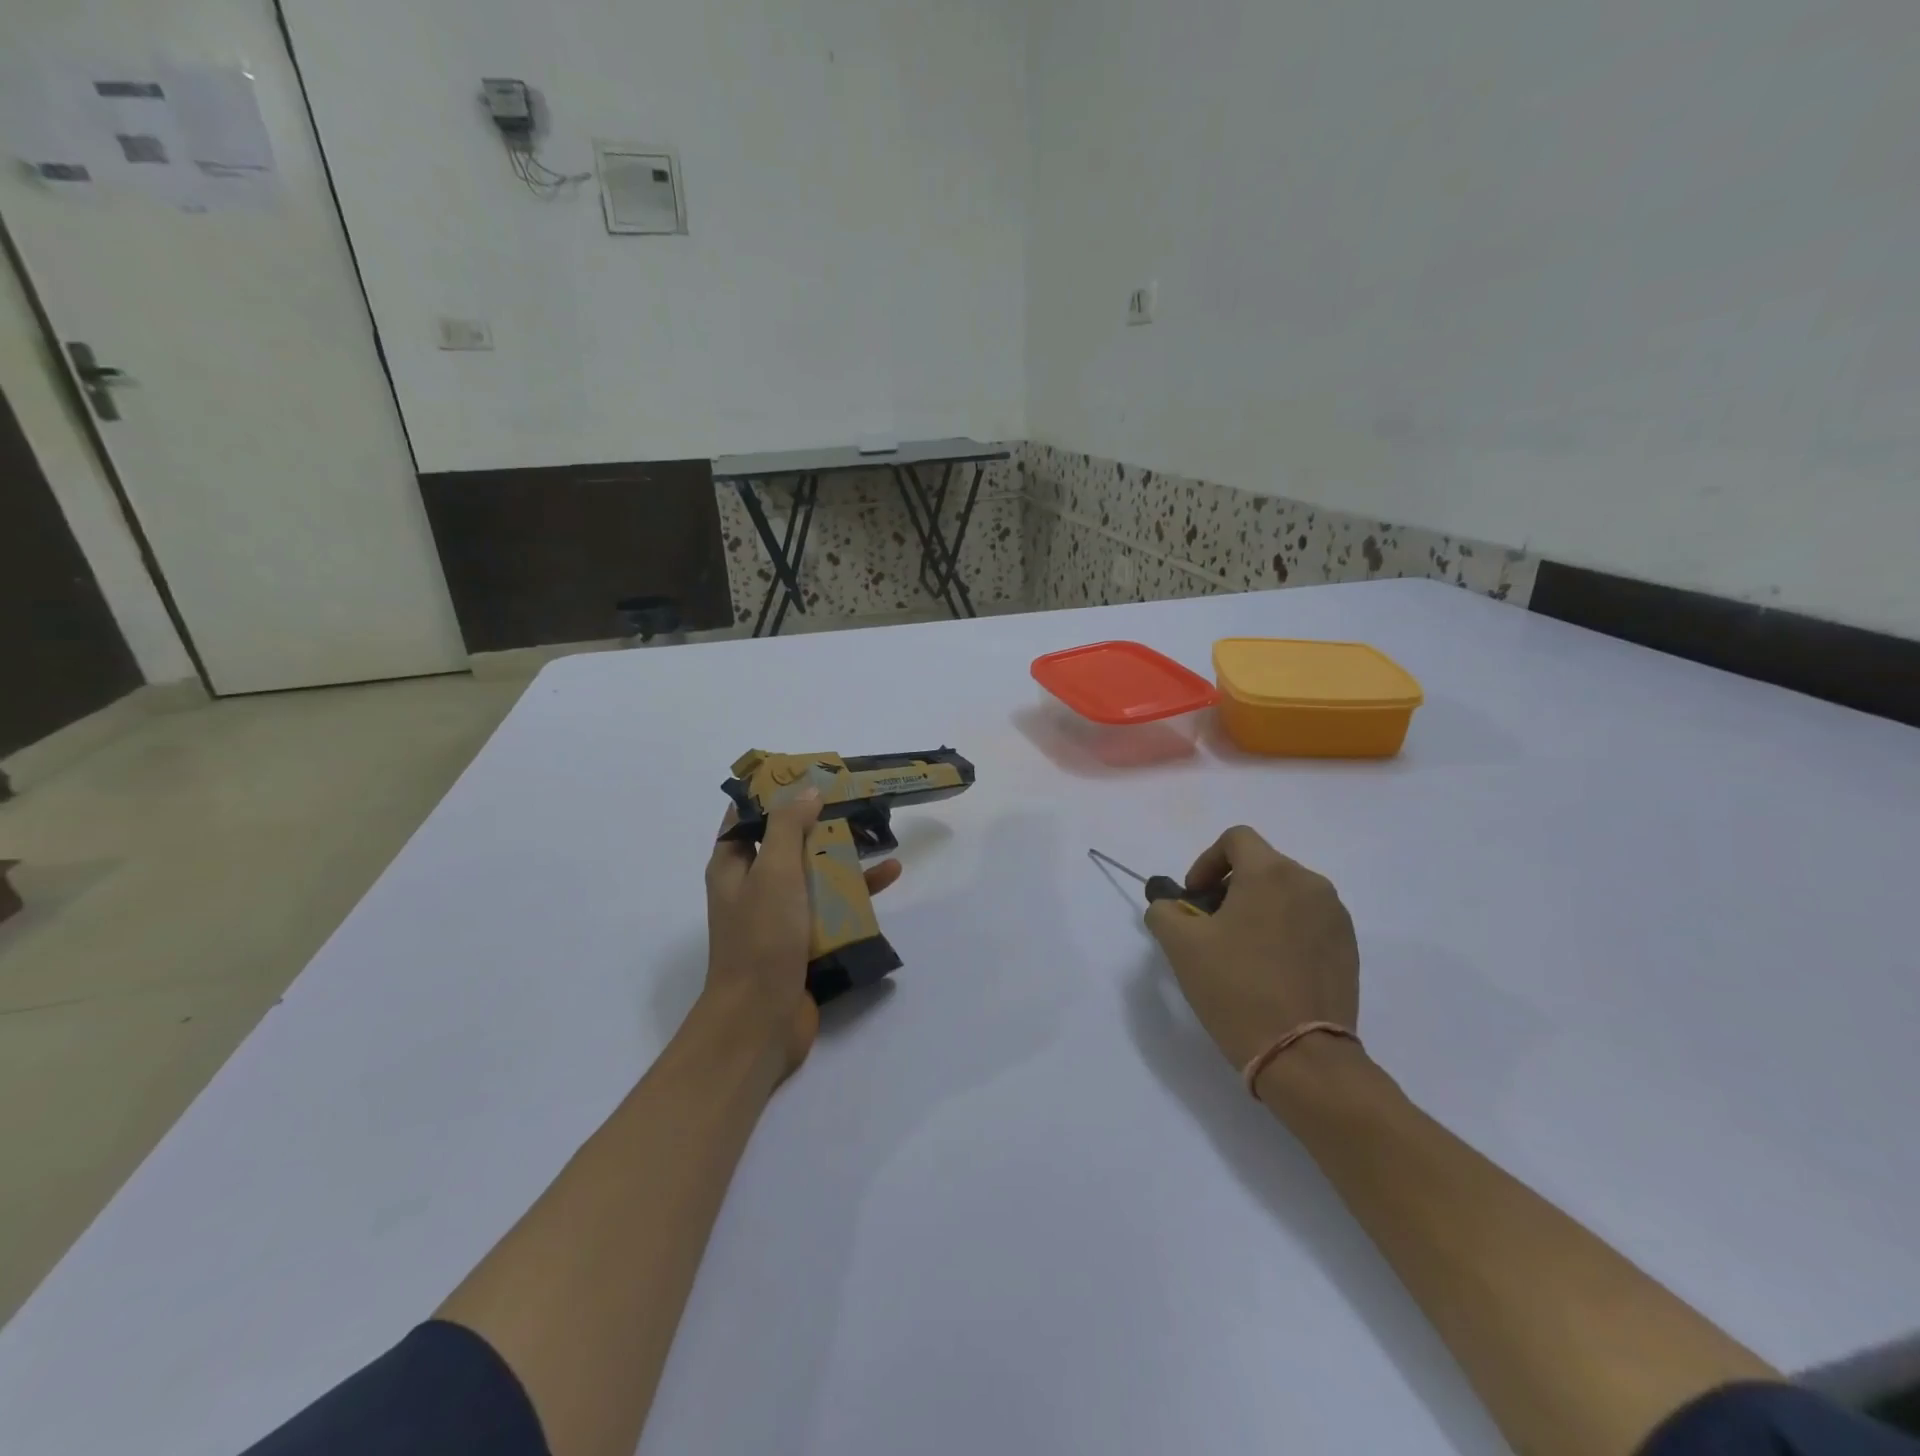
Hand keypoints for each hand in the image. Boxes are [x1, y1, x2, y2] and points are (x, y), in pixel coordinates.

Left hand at [702, 792, 902, 1083]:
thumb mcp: (773, 871)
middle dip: (820, 820)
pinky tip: (889, 876)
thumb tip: (807, 789)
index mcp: (733, 865)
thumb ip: (787, 826)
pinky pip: (831, 905)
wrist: (760, 1021)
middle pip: (787, 841)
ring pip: (814, 872)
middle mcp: (753, 886)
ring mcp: (779, 915)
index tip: (809, 772)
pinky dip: (857, 891)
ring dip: (844, 854)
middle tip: (855, 798)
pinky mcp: (804, 940)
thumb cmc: (761, 938)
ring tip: (878, 832)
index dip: (775, 790)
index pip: (748, 815)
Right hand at [1144, 825, 1358, 1074]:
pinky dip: (1284, 931)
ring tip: (1240, 950)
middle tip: (1210, 926)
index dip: (1206, 861)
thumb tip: (1170, 905)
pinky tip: (1270, 970)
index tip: (1195, 897)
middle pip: (1262, 866)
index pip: (1236, 839)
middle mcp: (1310, 884)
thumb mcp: (1181, 946)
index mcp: (1271, 873)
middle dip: (1230, 887)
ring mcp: (1336, 917)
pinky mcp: (1349, 948)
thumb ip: (1165, 911)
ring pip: (1286, 894)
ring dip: (1258, 909)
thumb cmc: (1236, 988)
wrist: (1302, 1056)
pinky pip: (1308, 922)